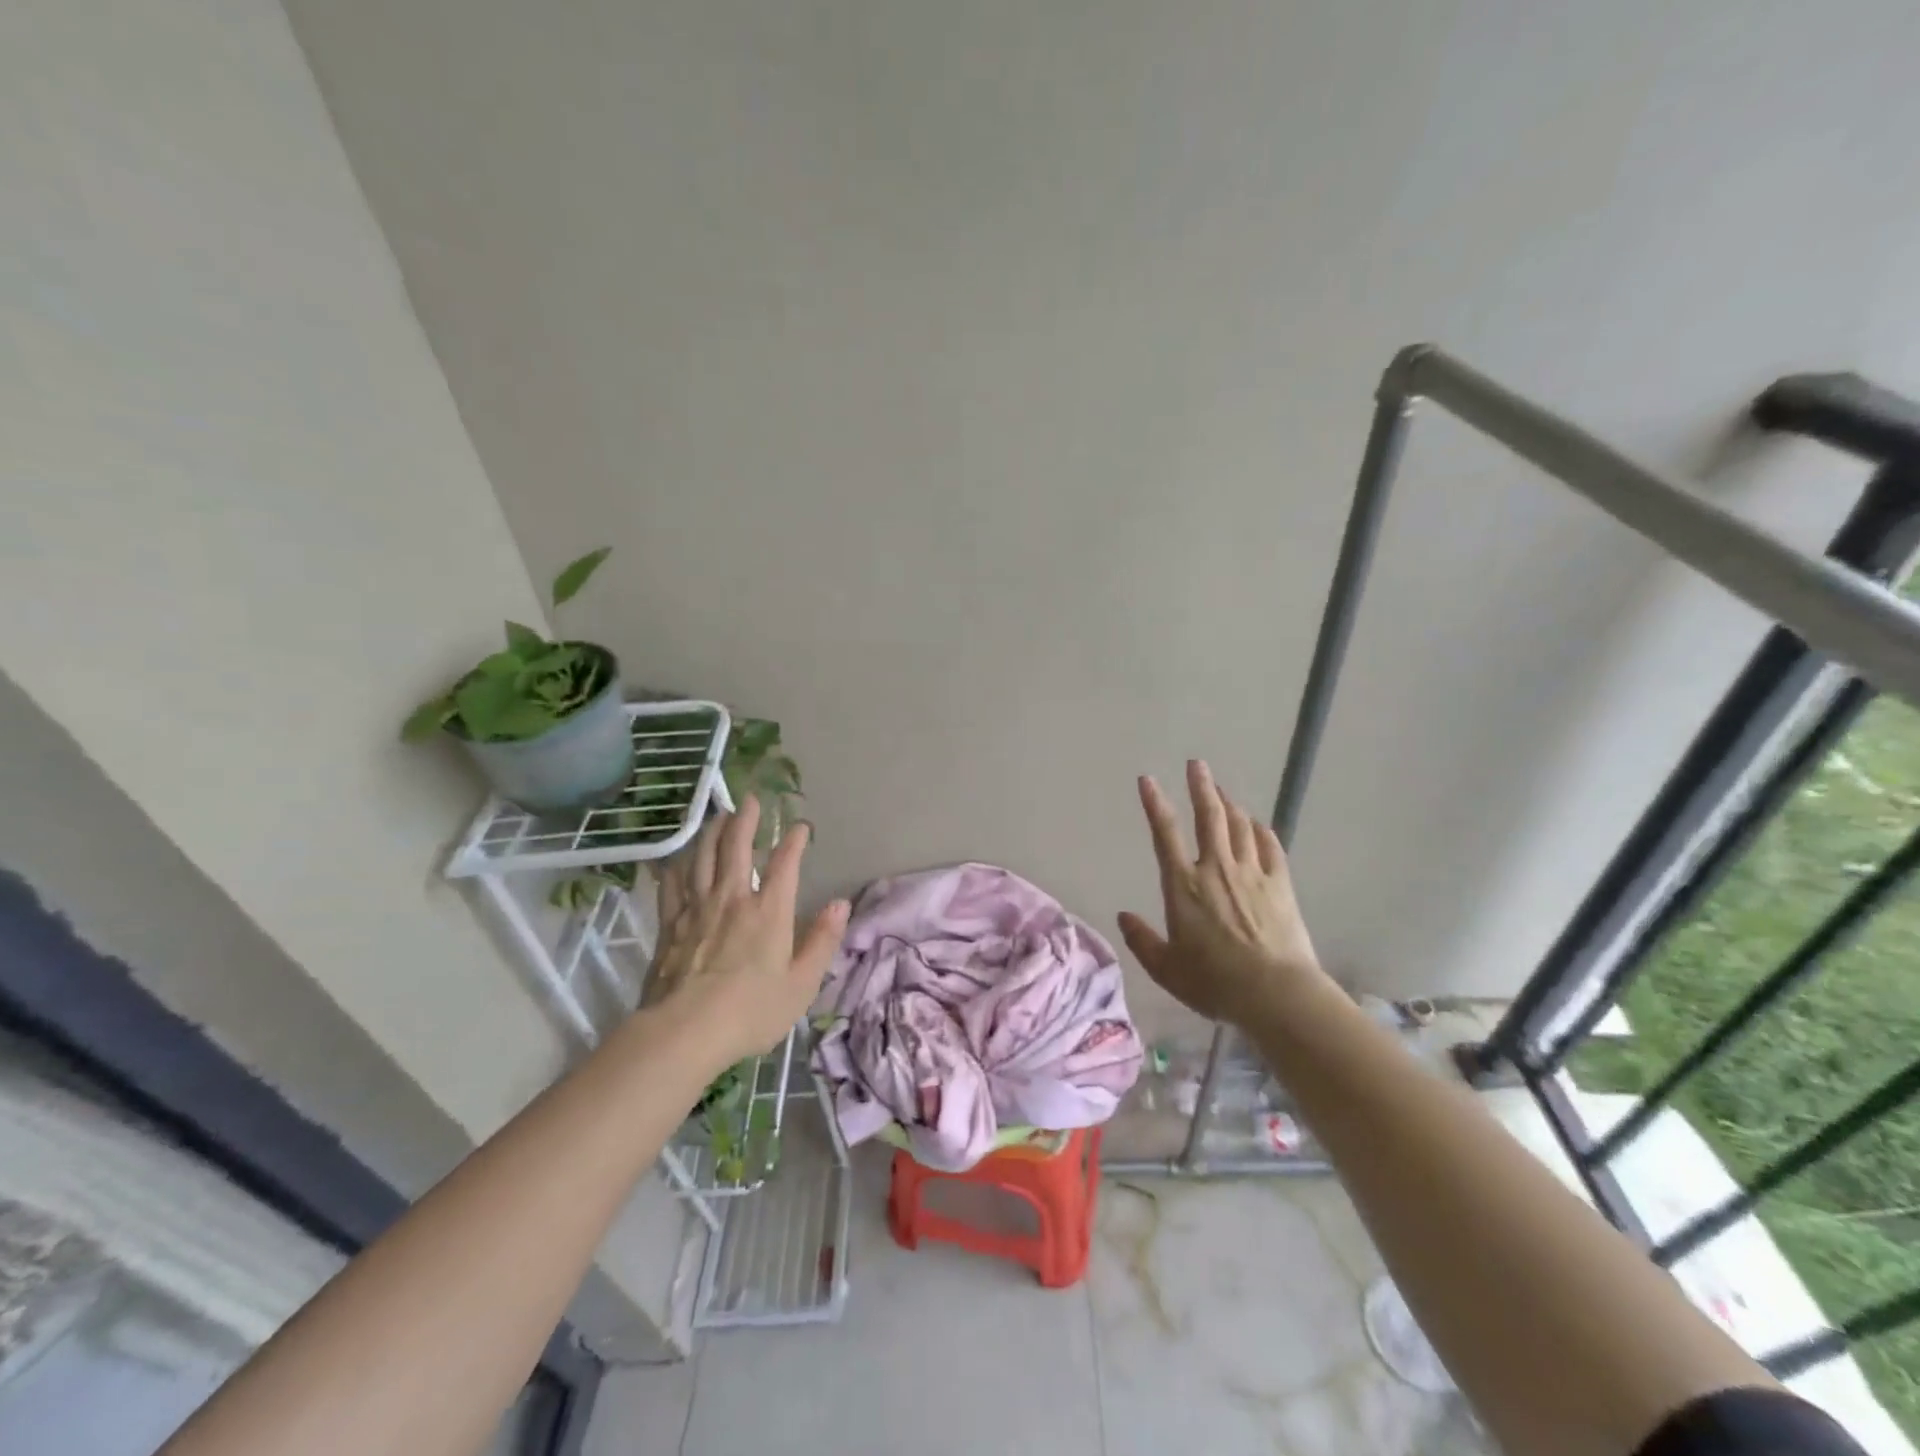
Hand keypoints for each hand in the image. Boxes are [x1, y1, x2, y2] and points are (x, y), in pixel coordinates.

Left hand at [642, 798, 848, 1073]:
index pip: (785, 863)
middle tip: (750, 799)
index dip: (794, 840)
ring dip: (712, 832)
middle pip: (737, 847)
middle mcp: (733, 898)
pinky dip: (676, 865)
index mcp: (769, 911)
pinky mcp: (669, 924)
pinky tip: (677, 858)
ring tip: (718, 817)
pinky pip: (672, 884)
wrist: (684, 1032)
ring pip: (702, 857)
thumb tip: (840, 904)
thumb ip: (822, 941)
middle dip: (746, 819)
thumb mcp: (801, 984)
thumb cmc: (750, 1011)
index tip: (801, 826)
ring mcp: (696, 908)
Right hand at [1117, 760, 1324, 1026]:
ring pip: (1238, 826)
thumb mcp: (1166, 969)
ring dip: (1229, 803)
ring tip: (1222, 790)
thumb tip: (1123, 917)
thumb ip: (1142, 941)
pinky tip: (1257, 824)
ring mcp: (1251, 874)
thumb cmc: (1214, 982)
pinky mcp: (1280, 885)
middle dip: (1201, 787)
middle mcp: (1216, 869)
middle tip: (1197, 764)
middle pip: (1208, 817)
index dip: (1155, 804)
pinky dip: (1260, 831)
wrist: (1275, 993)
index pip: (1165, 834)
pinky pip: (1269, 847)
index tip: (1148, 780)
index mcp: (1183, 886)